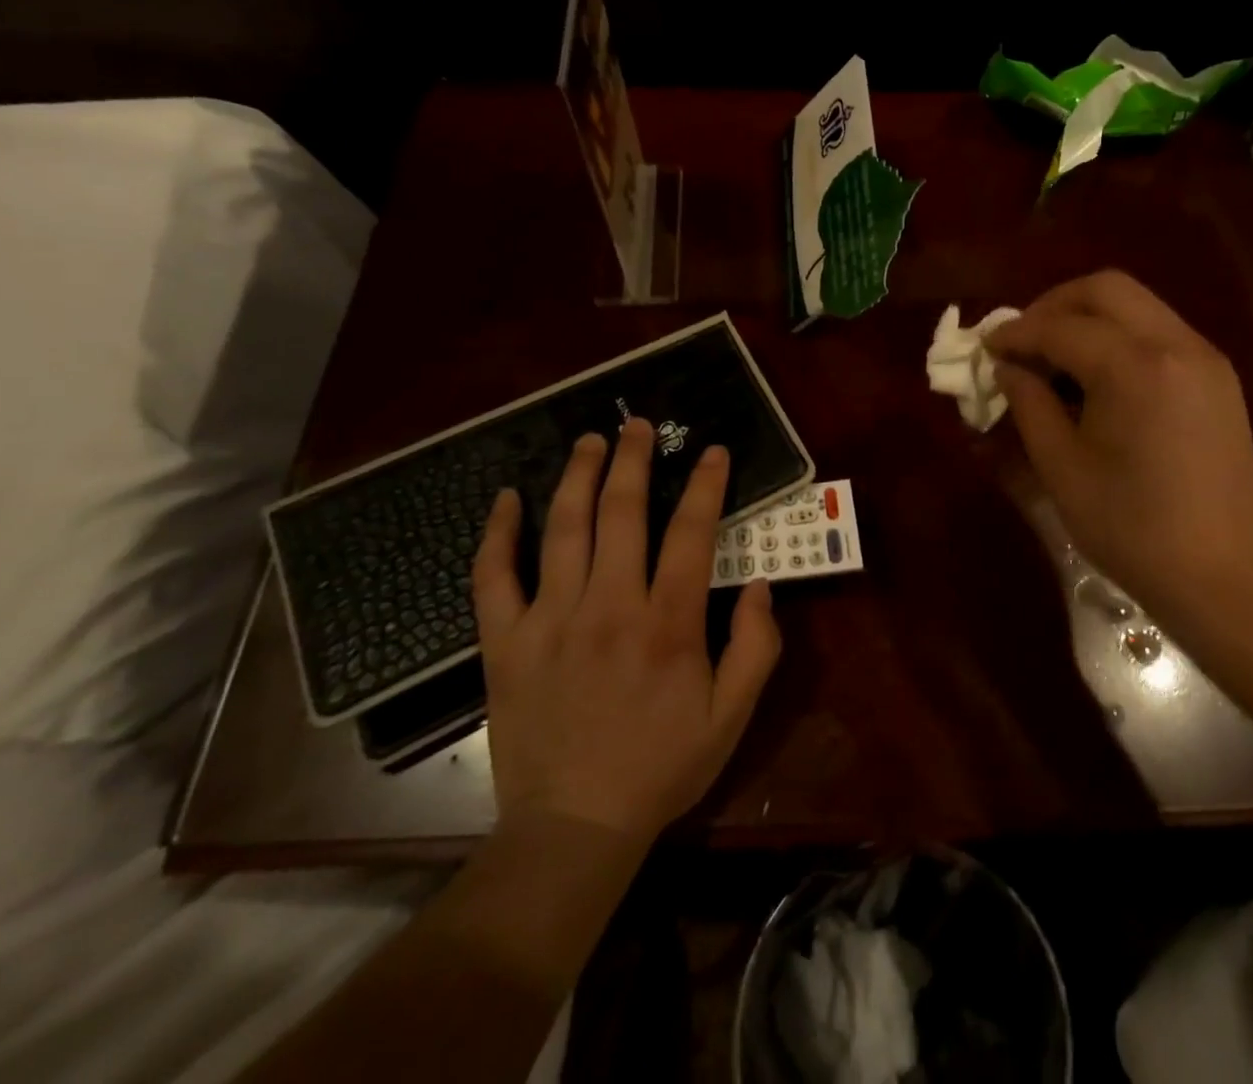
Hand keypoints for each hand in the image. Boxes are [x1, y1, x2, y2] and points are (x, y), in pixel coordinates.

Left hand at [470, 418, 780, 848]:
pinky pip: (493, 576)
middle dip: (633, 460)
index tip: (710, 451)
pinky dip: (497, 534)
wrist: (573, 828)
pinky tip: (505, 499)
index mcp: (667, 624)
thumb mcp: (732, 717)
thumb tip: (759, 584)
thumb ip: (757, 646)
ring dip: (578, 476)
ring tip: (589, 441)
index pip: (691, 533)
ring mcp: (550, 620)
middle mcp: (608, 607)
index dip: (704, 485)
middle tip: (638, 424)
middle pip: (622, 513)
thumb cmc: (661, 768)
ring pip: (563, 529)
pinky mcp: (505, 642)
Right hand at [987, 270, 1252, 613]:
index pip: (1062, 327)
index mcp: (1136, 367)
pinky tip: (1096, 375)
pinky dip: (1119, 336)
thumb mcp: (1062, 468)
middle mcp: (1177, 345)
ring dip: (1088, 317)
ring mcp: (1205, 358)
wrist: (1225, 577)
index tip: (985, 347)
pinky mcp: (1218, 379)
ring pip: (1137, 305)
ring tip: (1053, 356)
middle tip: (1021, 340)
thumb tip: (1009, 368)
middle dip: (1054, 305)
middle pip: (1106, 289)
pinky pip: (1159, 332)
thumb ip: (1029, 404)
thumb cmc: (1132, 529)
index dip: (1016, 333)